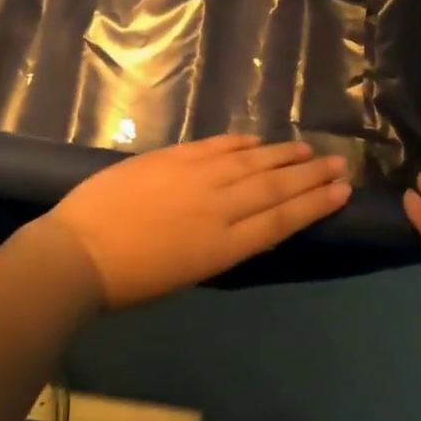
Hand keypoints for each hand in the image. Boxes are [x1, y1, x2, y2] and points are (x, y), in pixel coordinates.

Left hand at [33, 135, 351, 308]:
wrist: (78, 253)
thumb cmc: (130, 281)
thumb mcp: (188, 275)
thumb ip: (222, 245)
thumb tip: (247, 223)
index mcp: (224, 246)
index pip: (281, 219)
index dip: (315, 204)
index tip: (342, 191)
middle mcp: (219, 207)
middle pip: (275, 186)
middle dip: (311, 175)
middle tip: (339, 163)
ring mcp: (196, 177)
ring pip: (251, 162)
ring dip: (283, 154)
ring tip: (307, 148)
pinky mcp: (173, 157)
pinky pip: (217, 146)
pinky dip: (241, 142)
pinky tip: (258, 140)